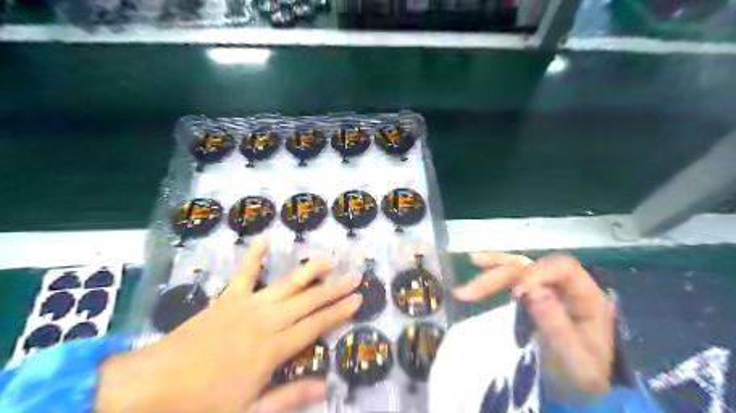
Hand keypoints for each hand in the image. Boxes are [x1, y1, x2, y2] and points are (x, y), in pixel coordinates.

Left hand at [93, 236, 364, 412]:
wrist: (150, 387)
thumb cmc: (201, 405)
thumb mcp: (250, 412)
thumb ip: (290, 397)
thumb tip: (326, 386)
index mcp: (274, 348)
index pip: (317, 324)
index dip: (340, 311)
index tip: (359, 299)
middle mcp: (267, 320)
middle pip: (309, 299)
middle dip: (335, 287)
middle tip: (356, 275)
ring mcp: (247, 305)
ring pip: (287, 283)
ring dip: (311, 269)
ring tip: (330, 258)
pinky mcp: (227, 298)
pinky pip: (244, 272)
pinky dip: (255, 255)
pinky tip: (265, 237)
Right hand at [455, 251, 615, 400]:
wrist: (575, 389)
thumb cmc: (579, 376)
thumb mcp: (575, 361)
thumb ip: (557, 327)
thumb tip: (533, 290)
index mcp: (587, 297)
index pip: (563, 269)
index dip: (538, 274)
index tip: (516, 293)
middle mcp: (566, 286)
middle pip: (533, 267)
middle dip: (502, 274)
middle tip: (472, 291)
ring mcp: (548, 287)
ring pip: (518, 268)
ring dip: (493, 270)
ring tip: (472, 261)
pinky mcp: (532, 293)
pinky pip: (512, 277)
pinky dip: (494, 273)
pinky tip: (478, 267)